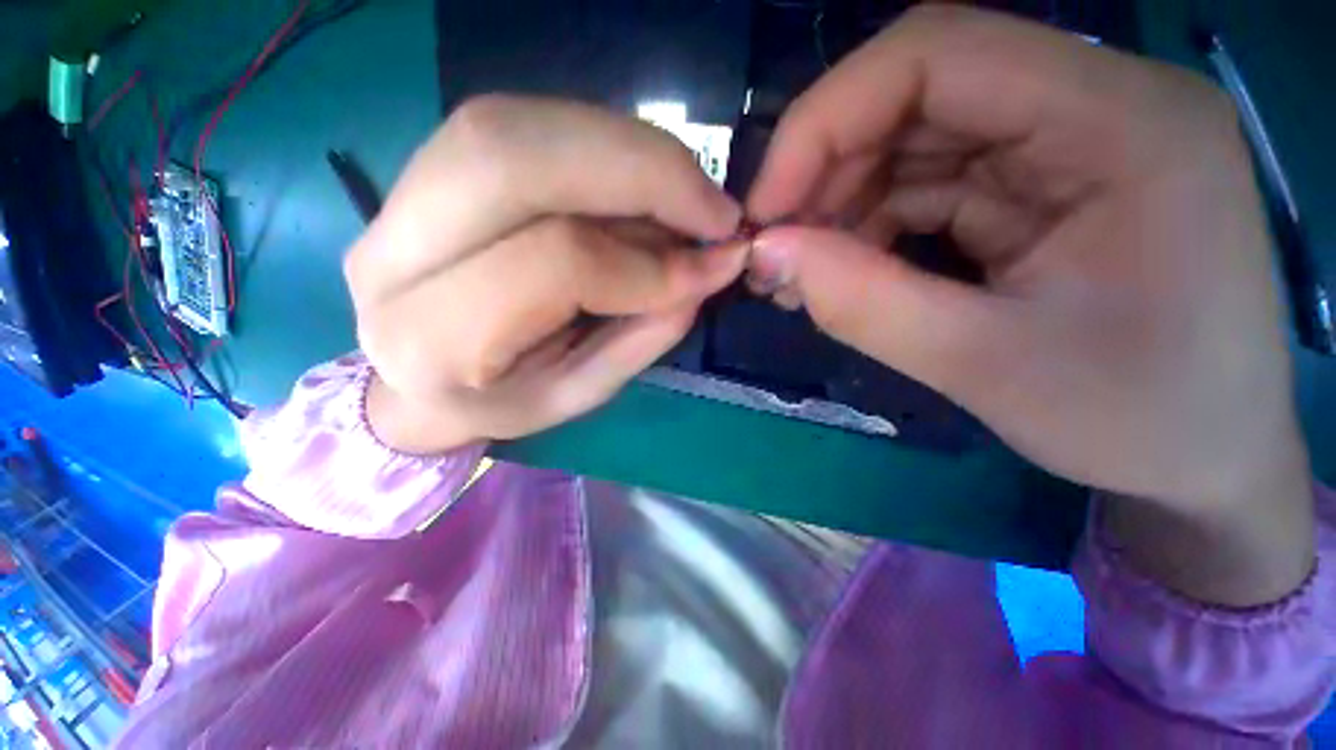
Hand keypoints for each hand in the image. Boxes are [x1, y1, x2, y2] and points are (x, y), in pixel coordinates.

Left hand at [346, 96, 745, 452]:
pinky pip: (521, 126)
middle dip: (644, 171)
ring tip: (689, 193)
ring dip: (629, 149)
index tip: (716, 266)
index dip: (649, 262)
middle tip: (714, 208)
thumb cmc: (498, 401)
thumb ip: (639, 338)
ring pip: (517, 126)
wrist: (415, 376)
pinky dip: (602, 144)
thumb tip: (704, 274)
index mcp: (432, 340)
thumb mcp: (575, 395)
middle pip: (516, 159)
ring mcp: (397, 198)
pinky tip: (643, 180)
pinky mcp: (425, 168)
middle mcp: (393, 253)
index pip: (556, 265)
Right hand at [746, 7, 1312, 603]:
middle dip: (822, 177)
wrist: (1207, 460)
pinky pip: (929, 188)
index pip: (933, 54)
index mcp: (1120, 120)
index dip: (822, 123)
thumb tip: (766, 253)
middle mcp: (1095, 105)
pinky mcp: (1043, 189)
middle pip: (914, 97)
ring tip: (798, 276)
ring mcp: (1068, 145)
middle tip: (772, 255)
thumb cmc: (1137, 420)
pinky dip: (869, 228)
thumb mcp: (985, 367)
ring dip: (839, 210)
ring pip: (911, 146)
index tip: (765, 209)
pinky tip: (843, 274)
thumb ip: (862, 303)